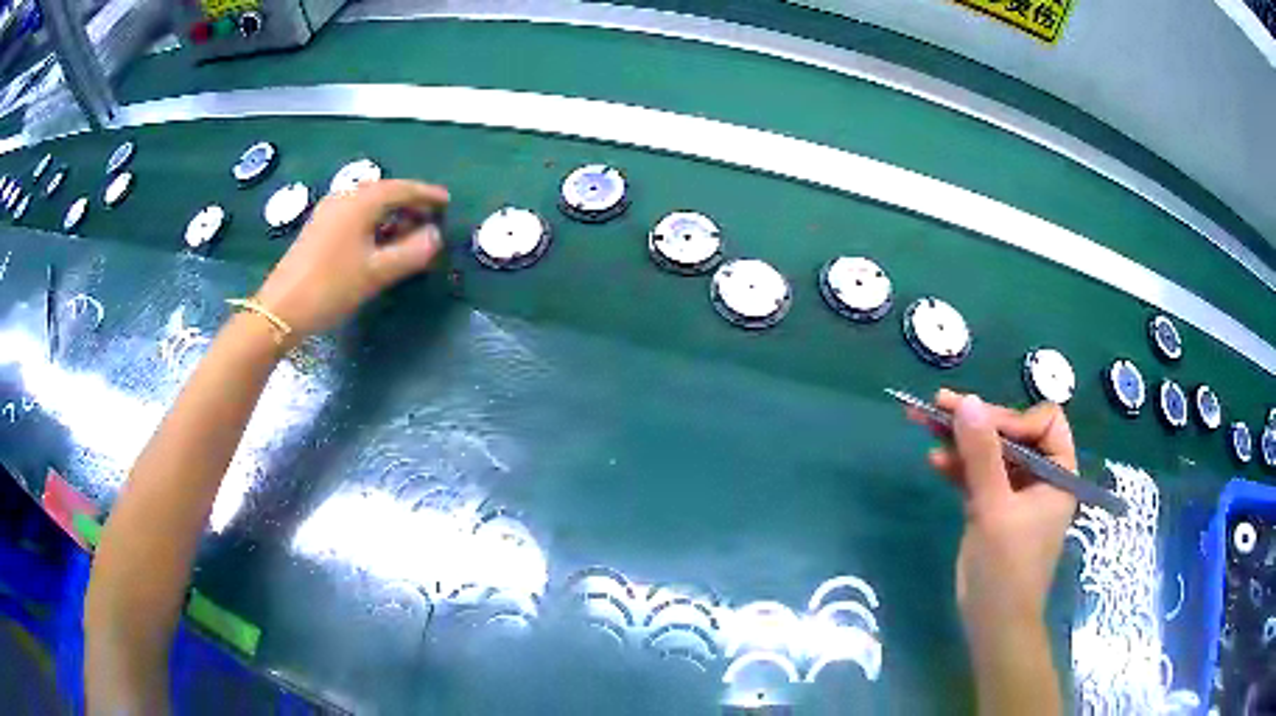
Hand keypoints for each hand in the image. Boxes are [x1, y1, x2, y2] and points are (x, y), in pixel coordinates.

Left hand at [254, 179, 448, 343]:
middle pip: (384, 192)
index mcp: (360, 202)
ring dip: (392, 215)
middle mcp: (344, 198)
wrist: (281, 310)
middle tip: (431, 220)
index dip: (427, 194)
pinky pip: (355, 215)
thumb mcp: (376, 273)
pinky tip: (380, 242)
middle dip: (410, 204)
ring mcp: (329, 212)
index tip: (447, 202)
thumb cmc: (331, 287)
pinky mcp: (320, 228)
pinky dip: (375, 223)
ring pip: (369, 205)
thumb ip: (412, 253)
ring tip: (410, 233)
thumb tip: (436, 236)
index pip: (401, 189)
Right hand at [907, 389, 1076, 632]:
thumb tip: (967, 402)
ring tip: (924, 423)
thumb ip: (982, 455)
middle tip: (938, 405)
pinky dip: (958, 467)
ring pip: (991, 454)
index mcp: (1058, 473)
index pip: (1044, 422)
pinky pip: (978, 476)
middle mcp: (1040, 477)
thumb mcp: (995, 509)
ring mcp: (1015, 493)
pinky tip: (934, 459)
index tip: (979, 424)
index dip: (1014, 418)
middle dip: (978, 422)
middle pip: (1012, 434)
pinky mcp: (993, 509)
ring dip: (961, 440)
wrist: (993, 624)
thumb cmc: (1007, 568)